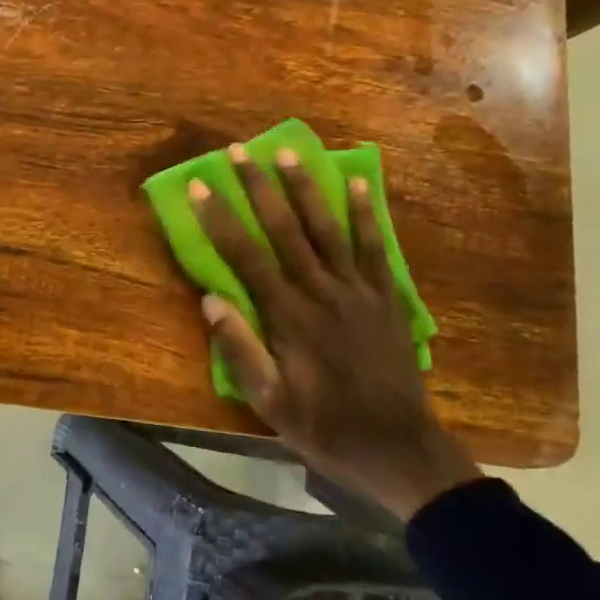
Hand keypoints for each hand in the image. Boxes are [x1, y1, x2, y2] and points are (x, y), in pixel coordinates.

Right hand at [188, 146, 481, 520]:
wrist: (398, 448)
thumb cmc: (325, 427)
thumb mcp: (270, 402)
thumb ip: (241, 349)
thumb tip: (211, 298)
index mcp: (288, 317)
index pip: (246, 257)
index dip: (220, 219)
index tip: (200, 186)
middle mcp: (321, 292)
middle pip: (285, 229)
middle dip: (258, 187)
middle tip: (239, 151)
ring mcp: (358, 291)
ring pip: (327, 229)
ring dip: (306, 188)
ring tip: (289, 152)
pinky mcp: (386, 297)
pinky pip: (374, 248)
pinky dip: (366, 214)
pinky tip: (358, 183)